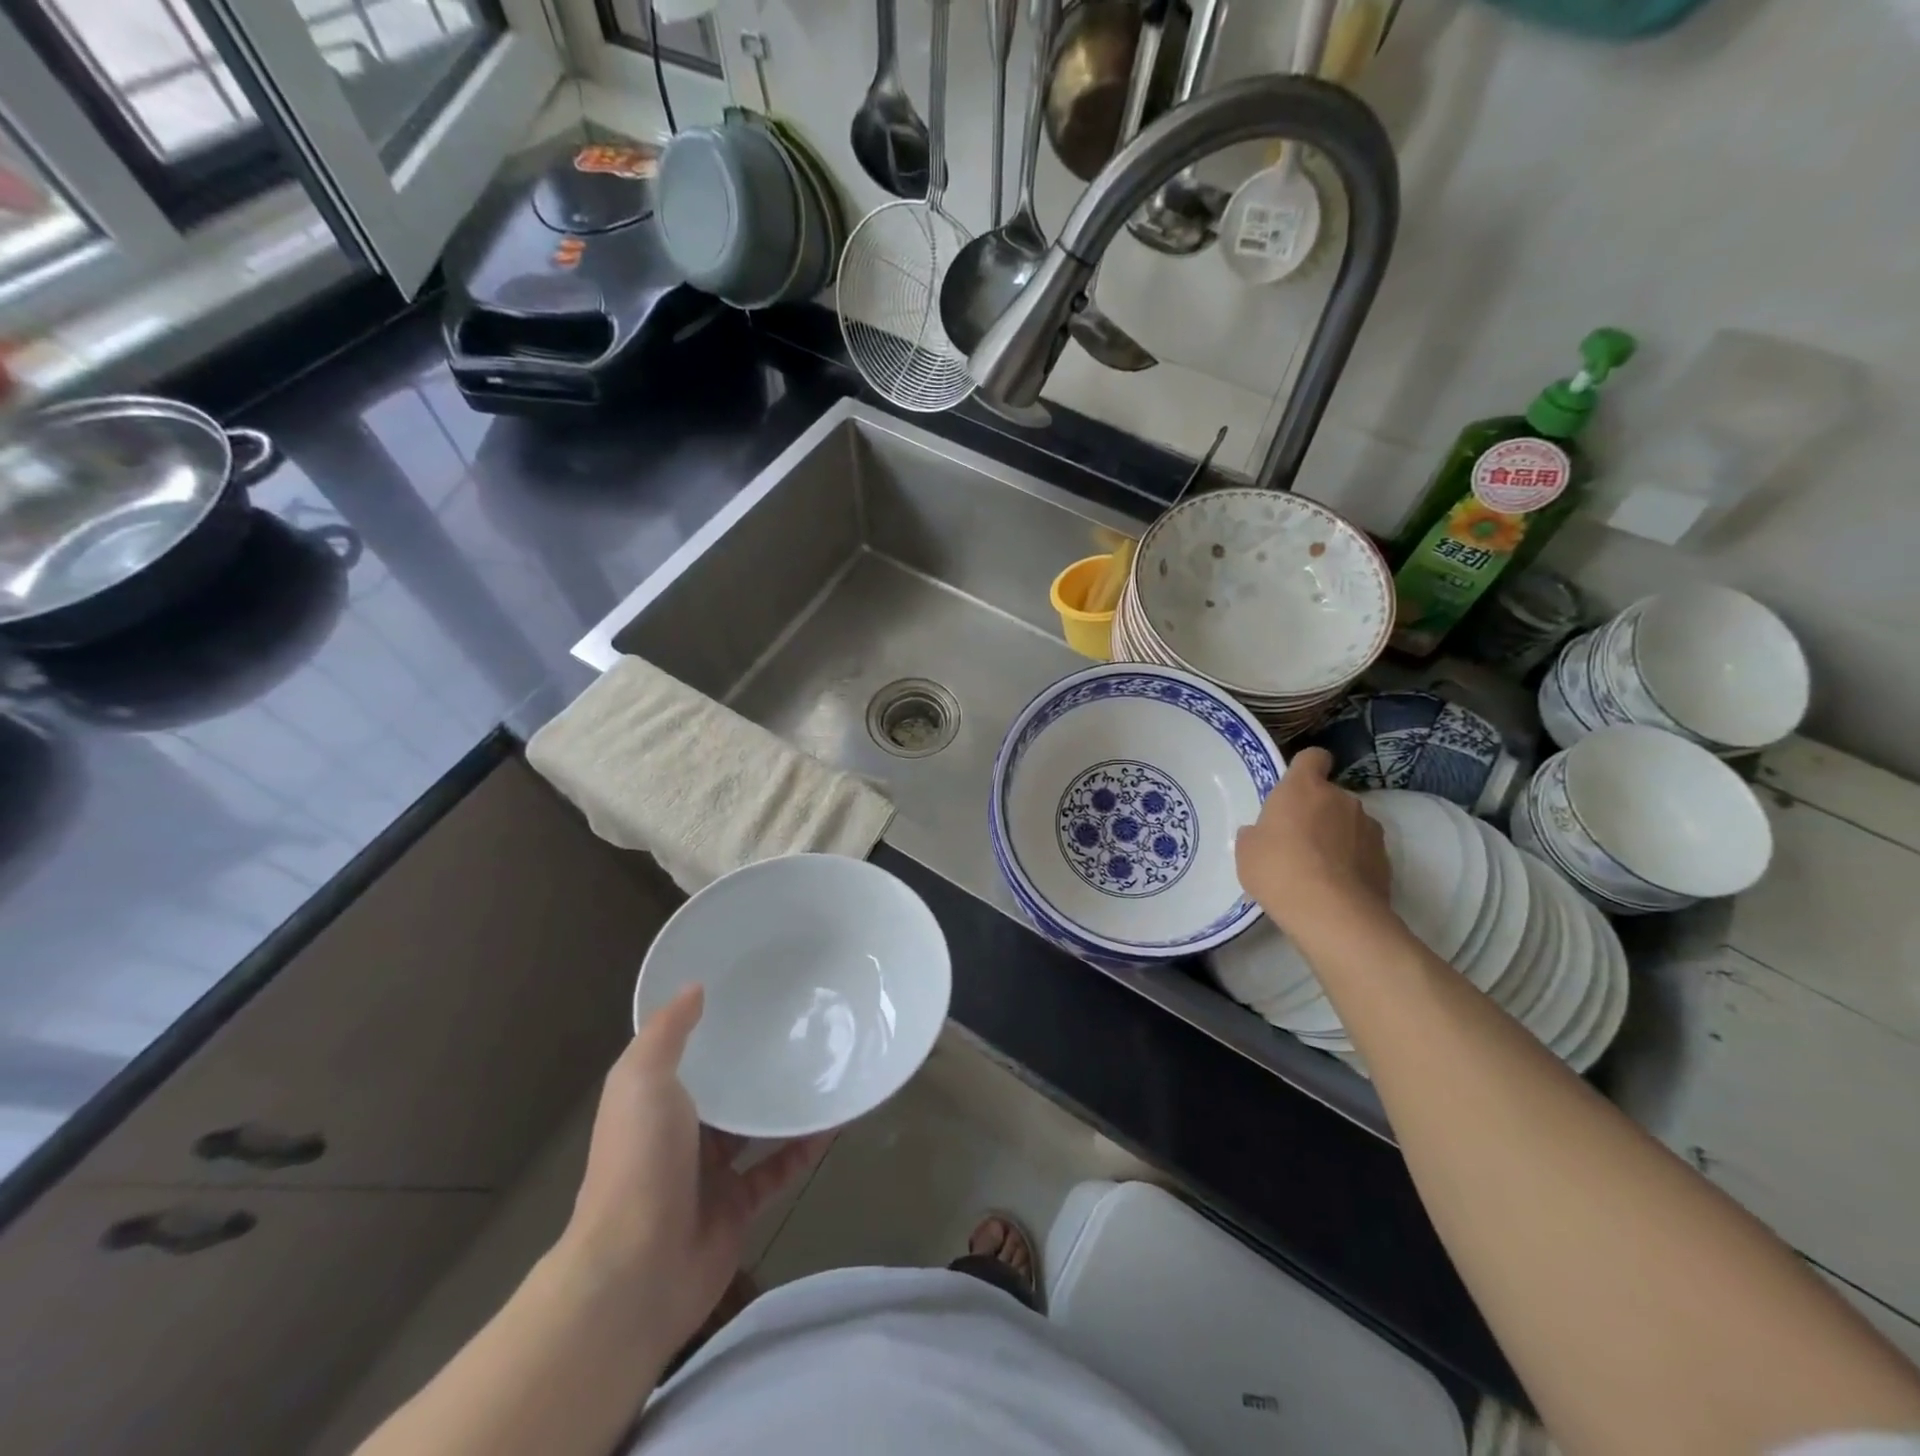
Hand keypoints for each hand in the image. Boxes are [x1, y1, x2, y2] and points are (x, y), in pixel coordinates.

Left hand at [558, 986, 828, 1353]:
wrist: (635, 1272)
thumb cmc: (637, 1163)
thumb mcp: (641, 1081)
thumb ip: (667, 1033)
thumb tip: (695, 987)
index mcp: (655, 1102)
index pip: (688, 1056)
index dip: (715, 1028)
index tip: (753, 994)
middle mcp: (682, 1134)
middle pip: (726, 1091)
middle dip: (757, 1064)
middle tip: (802, 1026)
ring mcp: (711, 1174)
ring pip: (756, 1129)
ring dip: (786, 1104)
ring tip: (826, 1067)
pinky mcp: (738, 1208)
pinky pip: (778, 1169)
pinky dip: (804, 1148)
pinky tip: (834, 1122)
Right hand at [1235, 747, 1392, 943]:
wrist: (1333, 914)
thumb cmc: (1279, 870)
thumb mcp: (1247, 851)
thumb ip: (1256, 833)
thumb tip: (1262, 834)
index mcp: (1304, 787)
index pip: (1313, 757)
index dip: (1305, 768)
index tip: (1295, 788)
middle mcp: (1341, 798)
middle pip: (1330, 794)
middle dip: (1317, 811)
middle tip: (1297, 840)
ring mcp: (1368, 828)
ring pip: (1349, 822)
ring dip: (1337, 836)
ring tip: (1320, 868)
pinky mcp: (1385, 858)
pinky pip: (1363, 850)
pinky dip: (1353, 861)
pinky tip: (1337, 886)